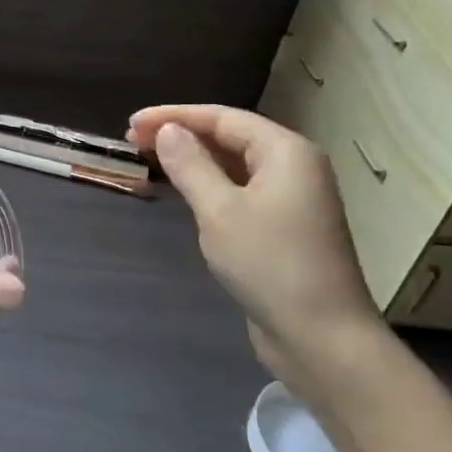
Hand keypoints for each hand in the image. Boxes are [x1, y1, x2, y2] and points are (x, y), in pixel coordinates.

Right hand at [129, 105, 384, 401]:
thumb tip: (169, 131)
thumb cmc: (269, 264)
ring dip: (193, 160)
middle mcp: (293, 167)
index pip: (223, 118)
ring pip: (234, 165)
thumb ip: (191, 165)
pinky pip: (240, 191)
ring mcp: (292, 199)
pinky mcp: (284, 228)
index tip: (132, 123)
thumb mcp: (219, 210)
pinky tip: (184, 192)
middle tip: (134, 140)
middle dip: (182, 134)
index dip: (174, 116)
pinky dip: (209, 185)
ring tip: (151, 159)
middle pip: (231, 137)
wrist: (320, 336)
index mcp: (285, 152)